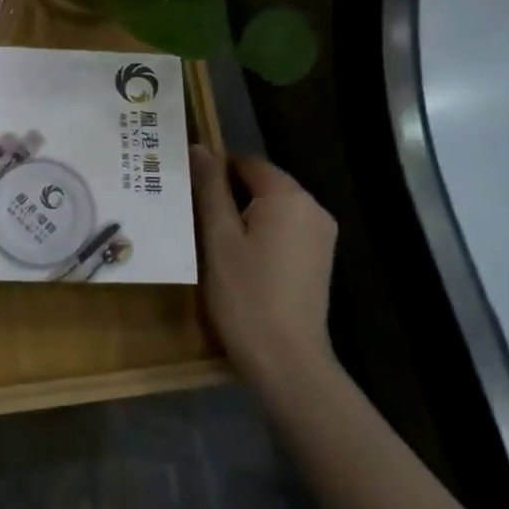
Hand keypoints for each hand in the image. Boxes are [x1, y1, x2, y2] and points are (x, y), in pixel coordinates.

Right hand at [191, 146, 338, 389]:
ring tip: (210, 237)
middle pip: (264, 184)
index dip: (215, 171)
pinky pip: (286, 230)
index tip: (187, 190)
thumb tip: (200, 148)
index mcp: (288, 196)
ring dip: (244, 215)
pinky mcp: (320, 259)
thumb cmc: (245, 294)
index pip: (247, 163)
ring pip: (274, 208)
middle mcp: (312, 208)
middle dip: (229, 193)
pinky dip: (262, 234)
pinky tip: (239, 258)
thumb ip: (210, 189)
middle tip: (193, 214)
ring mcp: (322, 235)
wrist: (286, 359)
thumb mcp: (218, 237)